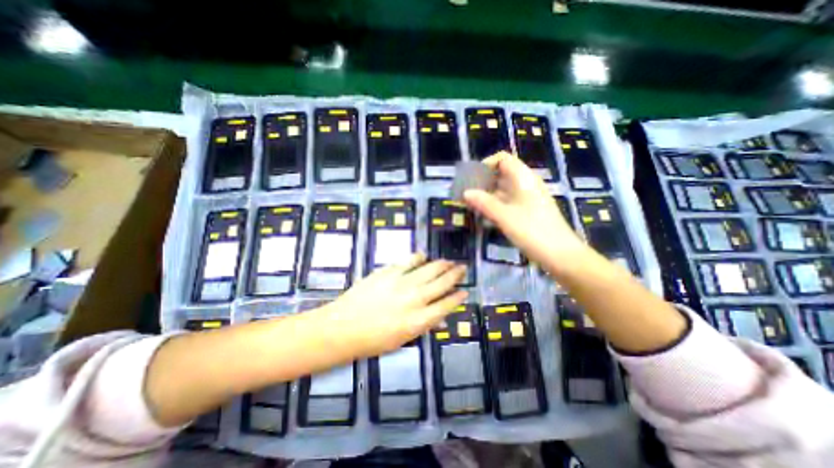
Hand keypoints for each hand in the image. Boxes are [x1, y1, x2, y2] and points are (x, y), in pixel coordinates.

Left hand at [320, 253, 466, 357]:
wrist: (342, 327)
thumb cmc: (372, 341)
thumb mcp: (402, 340)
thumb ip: (423, 325)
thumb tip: (440, 315)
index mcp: (418, 321)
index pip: (446, 306)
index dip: (457, 297)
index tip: (464, 291)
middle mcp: (414, 300)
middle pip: (441, 283)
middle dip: (455, 275)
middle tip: (462, 268)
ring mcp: (401, 283)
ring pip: (429, 269)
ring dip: (441, 264)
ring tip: (449, 261)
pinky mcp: (388, 272)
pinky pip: (408, 261)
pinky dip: (418, 257)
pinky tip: (423, 255)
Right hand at [464, 151, 592, 275]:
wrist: (561, 255)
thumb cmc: (532, 231)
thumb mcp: (505, 216)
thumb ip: (484, 203)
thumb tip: (465, 192)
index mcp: (523, 178)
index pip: (503, 159)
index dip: (486, 164)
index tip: (472, 178)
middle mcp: (526, 184)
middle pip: (501, 174)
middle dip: (483, 181)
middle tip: (467, 194)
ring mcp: (527, 198)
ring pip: (503, 189)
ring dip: (487, 194)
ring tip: (471, 205)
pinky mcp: (527, 211)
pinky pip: (507, 202)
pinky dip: (495, 205)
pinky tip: (485, 215)